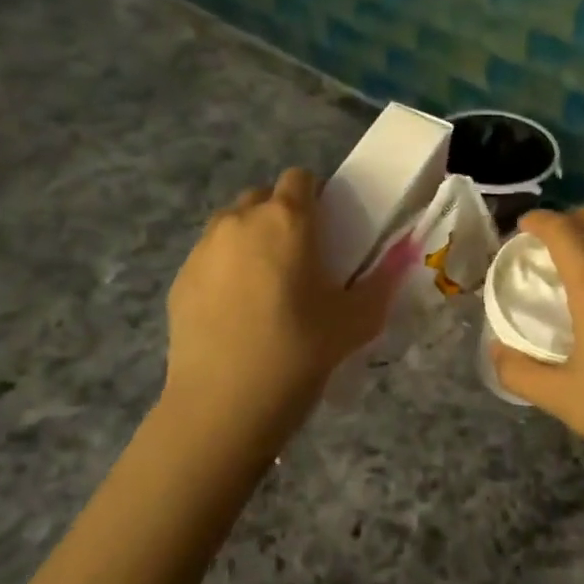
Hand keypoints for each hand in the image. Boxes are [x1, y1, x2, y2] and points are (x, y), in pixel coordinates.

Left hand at [163, 168, 395, 444]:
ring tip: (265, 286)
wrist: (223, 406)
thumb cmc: (298, 352)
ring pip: (232, 225)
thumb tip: (404, 255)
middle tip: (299, 259)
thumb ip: (383, 281)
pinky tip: (235, 312)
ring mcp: (203, 248)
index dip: (316, 196)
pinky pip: (209, 257)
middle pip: (263, 196)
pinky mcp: (179, 279)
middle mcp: (240, 220)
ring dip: (251, 240)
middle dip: (281, 216)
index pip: (301, 177)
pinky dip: (224, 269)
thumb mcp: (355, 321)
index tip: (328, 230)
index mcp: (287, 220)